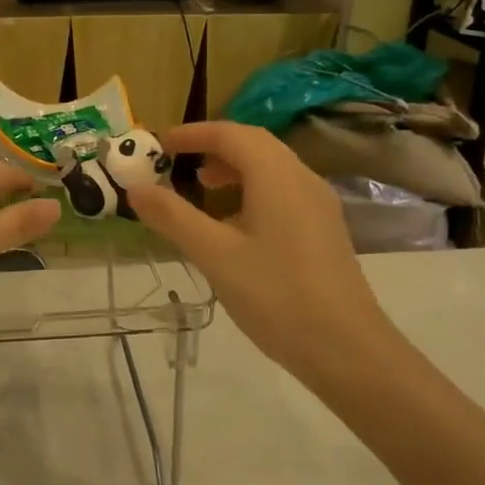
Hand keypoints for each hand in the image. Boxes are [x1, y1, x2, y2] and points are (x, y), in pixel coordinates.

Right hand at [126, 122, 393, 378]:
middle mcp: (301, 178)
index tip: (159, 144)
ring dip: (233, 168)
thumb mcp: (214, 255)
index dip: (192, 134)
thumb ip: (173, 217)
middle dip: (212, 146)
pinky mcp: (324, 229)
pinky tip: (235, 226)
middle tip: (178, 162)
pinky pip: (282, 191)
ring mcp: (318, 204)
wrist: (347, 350)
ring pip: (271, 168)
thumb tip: (136, 188)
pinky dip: (252, 190)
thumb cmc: (276, 295)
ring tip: (203, 189)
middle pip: (253, 144)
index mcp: (276, 175)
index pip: (230, 134)